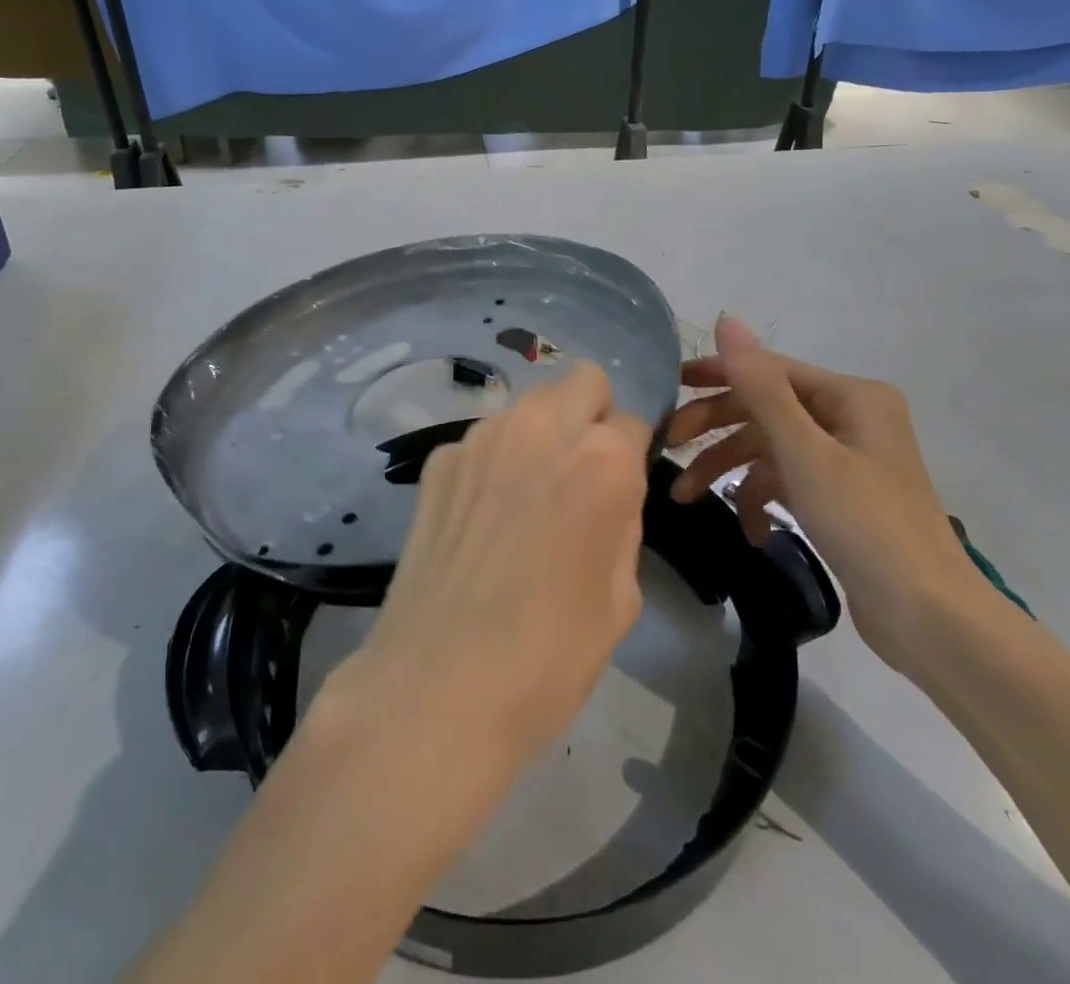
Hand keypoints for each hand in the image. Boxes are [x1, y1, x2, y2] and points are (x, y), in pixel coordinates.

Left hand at [332, 363, 652, 765]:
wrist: (438, 687)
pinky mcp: (438, 460)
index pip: (632, 422)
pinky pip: (483, 440)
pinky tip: (481, 518)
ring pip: (529, 406)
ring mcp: (481, 438)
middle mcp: (540, 428)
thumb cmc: (549, 656)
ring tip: (527, 498)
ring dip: (540, 434)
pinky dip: (493, 462)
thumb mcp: (620, 596)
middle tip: (580, 475)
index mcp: (601, 460)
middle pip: (582, 382)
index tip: (620, 490)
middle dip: (591, 416)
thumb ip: (621, 520)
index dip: (632, 456)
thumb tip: (608, 493)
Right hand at [664, 315, 985, 672]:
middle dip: (717, 429)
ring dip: (729, 470)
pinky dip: (762, 500)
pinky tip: (750, 530)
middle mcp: (851, 418)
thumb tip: (726, 319)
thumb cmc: (866, 524)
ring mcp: (847, 459)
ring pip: (770, 448)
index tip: (670, 388)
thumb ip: (760, 386)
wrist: (930, 620)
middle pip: (766, 409)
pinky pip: (787, 481)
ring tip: (686, 498)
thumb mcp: (804, 452)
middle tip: (672, 447)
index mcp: (852, 396)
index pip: (770, 369)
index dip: (717, 375)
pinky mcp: (841, 497)